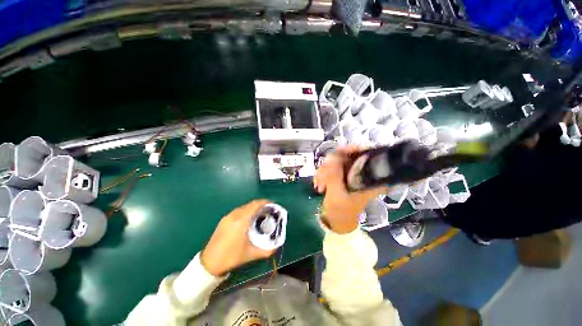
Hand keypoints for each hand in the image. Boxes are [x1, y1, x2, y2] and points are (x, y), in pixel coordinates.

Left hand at [201, 200, 275, 275]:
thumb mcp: (251, 254)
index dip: (264, 202)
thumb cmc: (232, 257)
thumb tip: (277, 246)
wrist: (209, 262)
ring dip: (253, 207)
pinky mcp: (224, 220)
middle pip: (250, 204)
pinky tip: (249, 218)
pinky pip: (238, 211)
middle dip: (260, 205)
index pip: (255, 205)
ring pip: (244, 207)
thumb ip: (267, 250)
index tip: (272, 204)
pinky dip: (246, 211)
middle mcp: (234, 215)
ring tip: (260, 214)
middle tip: (269, 210)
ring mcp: (228, 217)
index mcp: (241, 221)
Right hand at [313, 146, 386, 233]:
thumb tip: (332, 157)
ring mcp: (350, 173)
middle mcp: (361, 173)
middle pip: (348, 156)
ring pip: (336, 161)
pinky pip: (330, 167)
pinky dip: (322, 174)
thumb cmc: (341, 212)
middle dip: (331, 164)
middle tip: (322, 176)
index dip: (354, 149)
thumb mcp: (337, 195)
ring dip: (324, 171)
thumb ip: (334, 176)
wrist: (336, 222)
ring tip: (319, 185)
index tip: (339, 151)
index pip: (368, 154)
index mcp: (369, 178)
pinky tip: (319, 184)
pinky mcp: (341, 175)